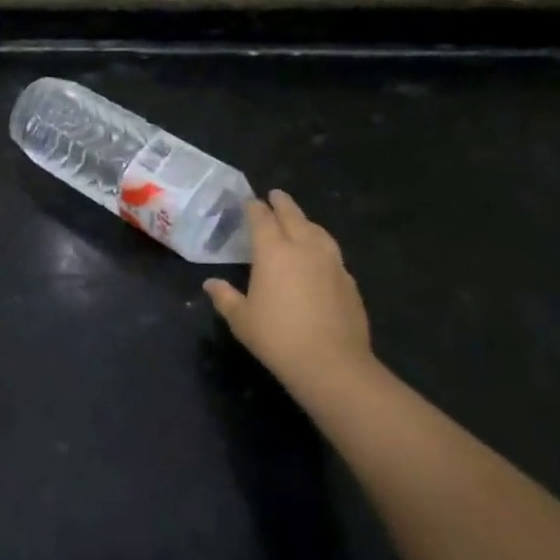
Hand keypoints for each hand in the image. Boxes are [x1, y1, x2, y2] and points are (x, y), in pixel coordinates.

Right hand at [204, 190, 379, 408]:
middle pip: (293, 216)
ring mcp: (331, 263)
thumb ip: (225, 297)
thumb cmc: (277, 337)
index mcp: (273, 251)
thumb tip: (210, 284)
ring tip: (300, 221)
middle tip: (275, 195)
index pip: (262, 218)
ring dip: (306, 221)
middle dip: (282, 204)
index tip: (249, 201)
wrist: (332, 363)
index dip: (254, 207)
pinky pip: (332, 253)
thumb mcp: (241, 319)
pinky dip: (322, 246)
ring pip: (317, 231)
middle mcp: (303, 248)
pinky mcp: (349, 281)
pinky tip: (319, 258)